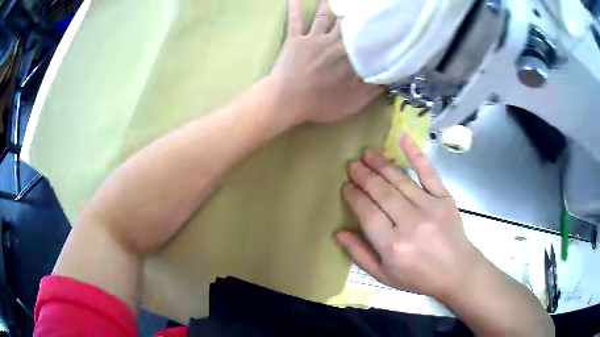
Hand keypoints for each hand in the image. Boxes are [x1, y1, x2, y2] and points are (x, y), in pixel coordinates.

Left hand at [270, 0, 382, 124]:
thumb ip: (372, 91)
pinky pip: (295, 18)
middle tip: (359, 5)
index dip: (371, 29)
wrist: (287, 101)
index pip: (365, 38)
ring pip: (324, 16)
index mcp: (350, 55)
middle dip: (353, 13)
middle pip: (346, 22)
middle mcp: (334, 41)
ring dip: (329, 4)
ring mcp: (313, 37)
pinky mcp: (295, 39)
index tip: (378, 21)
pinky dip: (294, 6)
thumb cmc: (320, 103)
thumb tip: (389, 80)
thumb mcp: (353, 102)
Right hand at [336, 134, 483, 301]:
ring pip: (400, 180)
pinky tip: (403, 138)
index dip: (354, 196)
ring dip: (381, 164)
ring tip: (367, 153)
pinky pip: (428, 172)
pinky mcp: (444, 198)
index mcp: (392, 245)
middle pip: (381, 192)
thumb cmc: (418, 277)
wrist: (456, 272)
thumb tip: (339, 233)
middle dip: (363, 176)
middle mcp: (410, 223)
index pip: (367, 213)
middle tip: (352, 164)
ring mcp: (429, 207)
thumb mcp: (384, 276)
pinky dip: (415, 154)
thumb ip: (360, 255)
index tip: (346, 185)